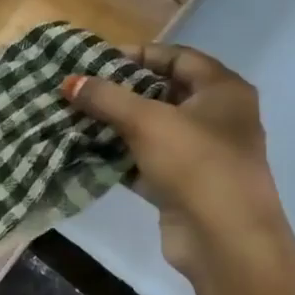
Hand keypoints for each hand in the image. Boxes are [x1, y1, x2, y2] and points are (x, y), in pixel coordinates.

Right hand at [63, 45, 285, 280]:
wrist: (224, 239)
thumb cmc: (195, 165)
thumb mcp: (147, 122)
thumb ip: (106, 98)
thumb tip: (70, 81)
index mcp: (222, 91)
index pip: (177, 58)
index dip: (138, 55)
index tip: (96, 61)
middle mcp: (216, 117)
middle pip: (162, 93)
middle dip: (120, 92)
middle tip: (80, 90)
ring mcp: (200, 154)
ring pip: (151, 129)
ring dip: (115, 125)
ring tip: (75, 118)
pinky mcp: (181, 184)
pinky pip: (145, 160)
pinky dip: (119, 156)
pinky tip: (86, 152)